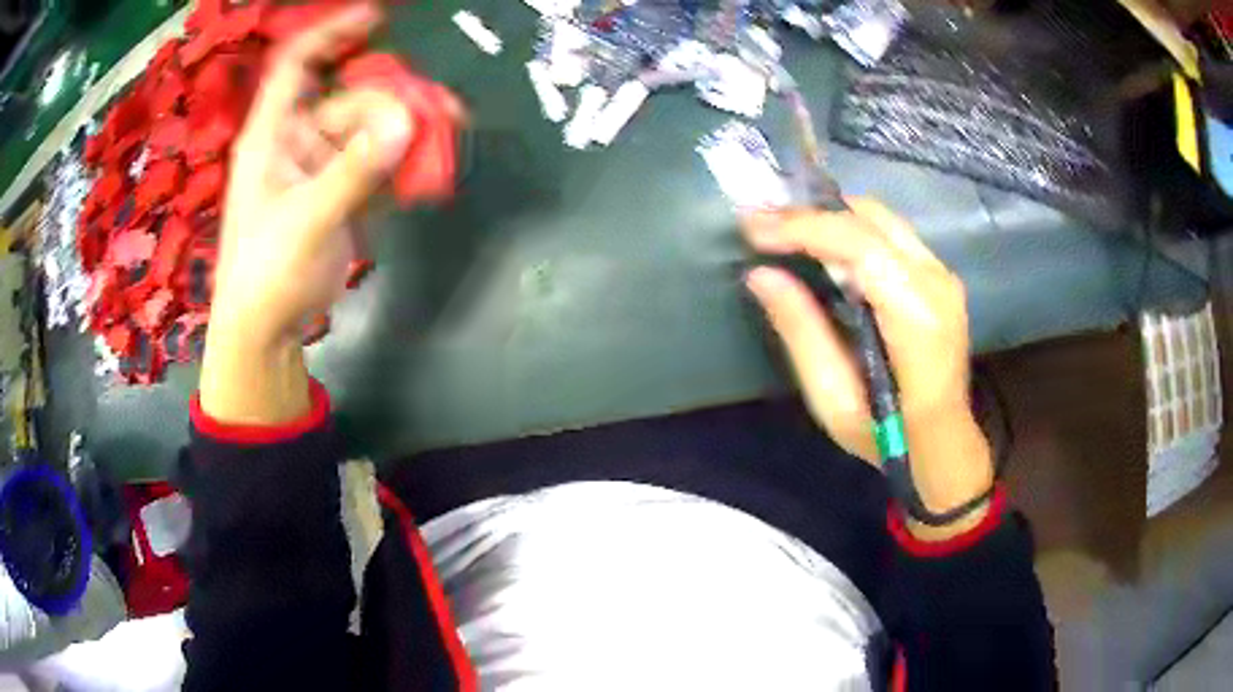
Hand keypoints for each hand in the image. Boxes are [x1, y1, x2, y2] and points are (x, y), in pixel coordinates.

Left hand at [201, 5, 413, 424]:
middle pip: (348, 99)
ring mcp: (318, 168)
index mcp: (272, 135)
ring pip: (368, 132)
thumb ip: (353, 171)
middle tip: (434, 114)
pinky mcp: (337, 194)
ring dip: (403, 134)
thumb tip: (405, 123)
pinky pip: (374, 165)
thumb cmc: (266, 273)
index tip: (378, 18)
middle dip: (390, 100)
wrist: (265, 331)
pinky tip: (425, 172)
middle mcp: (295, 142)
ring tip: (442, 140)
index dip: (332, 34)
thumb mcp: (306, 220)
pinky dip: (399, 166)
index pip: (297, 65)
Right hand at [742, 199, 993, 539]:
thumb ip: (802, 332)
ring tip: (785, 233)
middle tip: (762, 226)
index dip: (802, 227)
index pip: (859, 245)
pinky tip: (823, 249)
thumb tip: (761, 275)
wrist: (943, 443)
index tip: (752, 228)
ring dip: (830, 218)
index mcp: (917, 318)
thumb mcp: (834, 399)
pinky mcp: (939, 276)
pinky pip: (890, 233)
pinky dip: (850, 230)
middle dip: (810, 214)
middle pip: (870, 218)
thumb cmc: (887, 437)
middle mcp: (937, 282)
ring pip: (881, 218)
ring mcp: (943, 275)